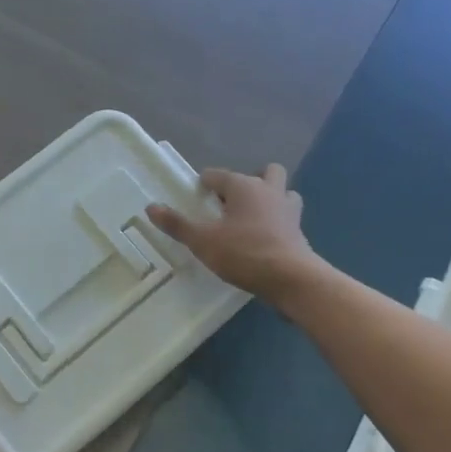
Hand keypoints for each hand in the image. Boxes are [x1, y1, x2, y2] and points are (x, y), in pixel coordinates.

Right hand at [146, 164, 317, 302]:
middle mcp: (269, 190)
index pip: (217, 175)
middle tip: (231, 202)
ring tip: (252, 217)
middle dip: (249, 181)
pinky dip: (277, 221)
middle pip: (265, 172)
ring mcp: (289, 210)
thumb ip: (177, 224)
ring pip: (283, 192)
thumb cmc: (244, 253)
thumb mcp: (203, 241)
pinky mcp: (299, 231)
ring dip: (271, 198)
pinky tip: (265, 238)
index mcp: (243, 186)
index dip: (204, 184)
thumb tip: (151, 207)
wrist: (291, 279)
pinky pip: (288, 217)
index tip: (195, 199)